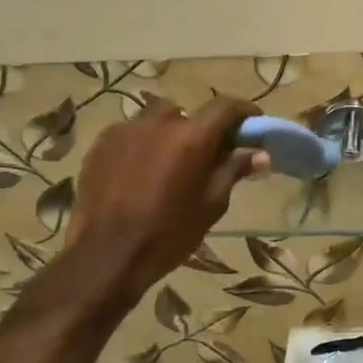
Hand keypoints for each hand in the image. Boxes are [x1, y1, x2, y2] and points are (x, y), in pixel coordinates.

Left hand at [65, 97, 266, 300]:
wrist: (106, 256)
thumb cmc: (168, 235)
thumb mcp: (210, 206)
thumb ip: (233, 171)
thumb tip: (260, 154)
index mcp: (191, 137)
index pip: (225, 107)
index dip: (242, 111)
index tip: (252, 122)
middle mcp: (158, 123)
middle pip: (187, 114)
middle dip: (200, 130)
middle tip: (205, 156)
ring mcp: (125, 130)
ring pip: (156, 121)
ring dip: (169, 135)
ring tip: (168, 165)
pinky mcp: (101, 144)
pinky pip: (130, 134)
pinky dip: (142, 145)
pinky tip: (139, 173)